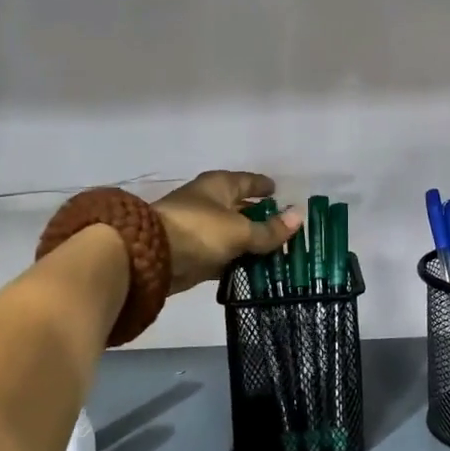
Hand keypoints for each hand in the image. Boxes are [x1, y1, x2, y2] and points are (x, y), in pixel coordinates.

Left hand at [153, 171, 302, 293]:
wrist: (150, 257)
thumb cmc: (199, 231)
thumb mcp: (240, 231)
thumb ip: (269, 230)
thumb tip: (299, 216)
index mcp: (219, 186)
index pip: (247, 181)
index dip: (263, 186)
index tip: (279, 191)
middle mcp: (208, 203)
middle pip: (240, 208)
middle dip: (259, 217)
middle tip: (284, 227)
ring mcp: (199, 229)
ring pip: (232, 234)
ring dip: (249, 242)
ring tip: (276, 251)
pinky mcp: (193, 254)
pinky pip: (222, 255)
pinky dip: (236, 260)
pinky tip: (255, 268)